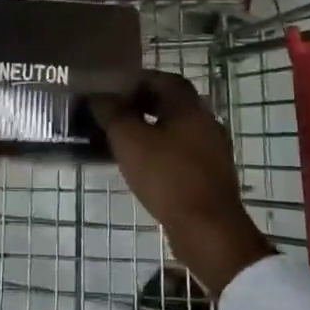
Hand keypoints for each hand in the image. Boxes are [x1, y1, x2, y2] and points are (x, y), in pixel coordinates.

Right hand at [91, 71, 274, 296]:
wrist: (208, 230)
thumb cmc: (167, 176)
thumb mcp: (129, 140)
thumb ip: (111, 113)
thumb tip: (97, 95)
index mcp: (189, 106)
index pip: (164, 79)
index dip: (138, 80)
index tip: (113, 89)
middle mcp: (206, 122)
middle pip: (170, 104)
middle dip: (141, 106)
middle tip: (113, 114)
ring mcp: (212, 151)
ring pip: (176, 130)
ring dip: (150, 130)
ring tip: (121, 141)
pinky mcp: (211, 176)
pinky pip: (181, 153)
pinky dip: (161, 152)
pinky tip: (141, 166)